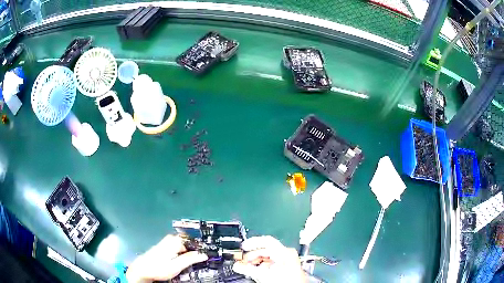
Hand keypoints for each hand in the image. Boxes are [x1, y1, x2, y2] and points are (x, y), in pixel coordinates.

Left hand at [126, 235, 207, 282]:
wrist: (142, 269)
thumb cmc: (159, 267)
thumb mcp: (177, 266)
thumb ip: (190, 259)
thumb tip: (204, 254)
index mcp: (175, 241)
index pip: (193, 241)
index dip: (201, 248)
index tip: (207, 255)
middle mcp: (170, 239)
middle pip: (187, 243)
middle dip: (194, 251)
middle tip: (199, 260)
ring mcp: (166, 243)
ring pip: (182, 246)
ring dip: (188, 253)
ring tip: (192, 262)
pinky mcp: (163, 247)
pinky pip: (177, 248)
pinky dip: (182, 254)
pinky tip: (182, 261)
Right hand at [233, 236, 306, 282]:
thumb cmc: (287, 281)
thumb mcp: (264, 274)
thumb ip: (249, 269)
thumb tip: (237, 266)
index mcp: (284, 252)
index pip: (267, 241)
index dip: (253, 242)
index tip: (243, 247)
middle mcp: (288, 255)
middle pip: (266, 250)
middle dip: (252, 256)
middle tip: (243, 261)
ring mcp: (288, 262)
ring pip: (268, 258)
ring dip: (257, 263)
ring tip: (249, 268)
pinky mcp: (287, 269)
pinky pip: (272, 264)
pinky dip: (263, 267)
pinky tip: (258, 273)